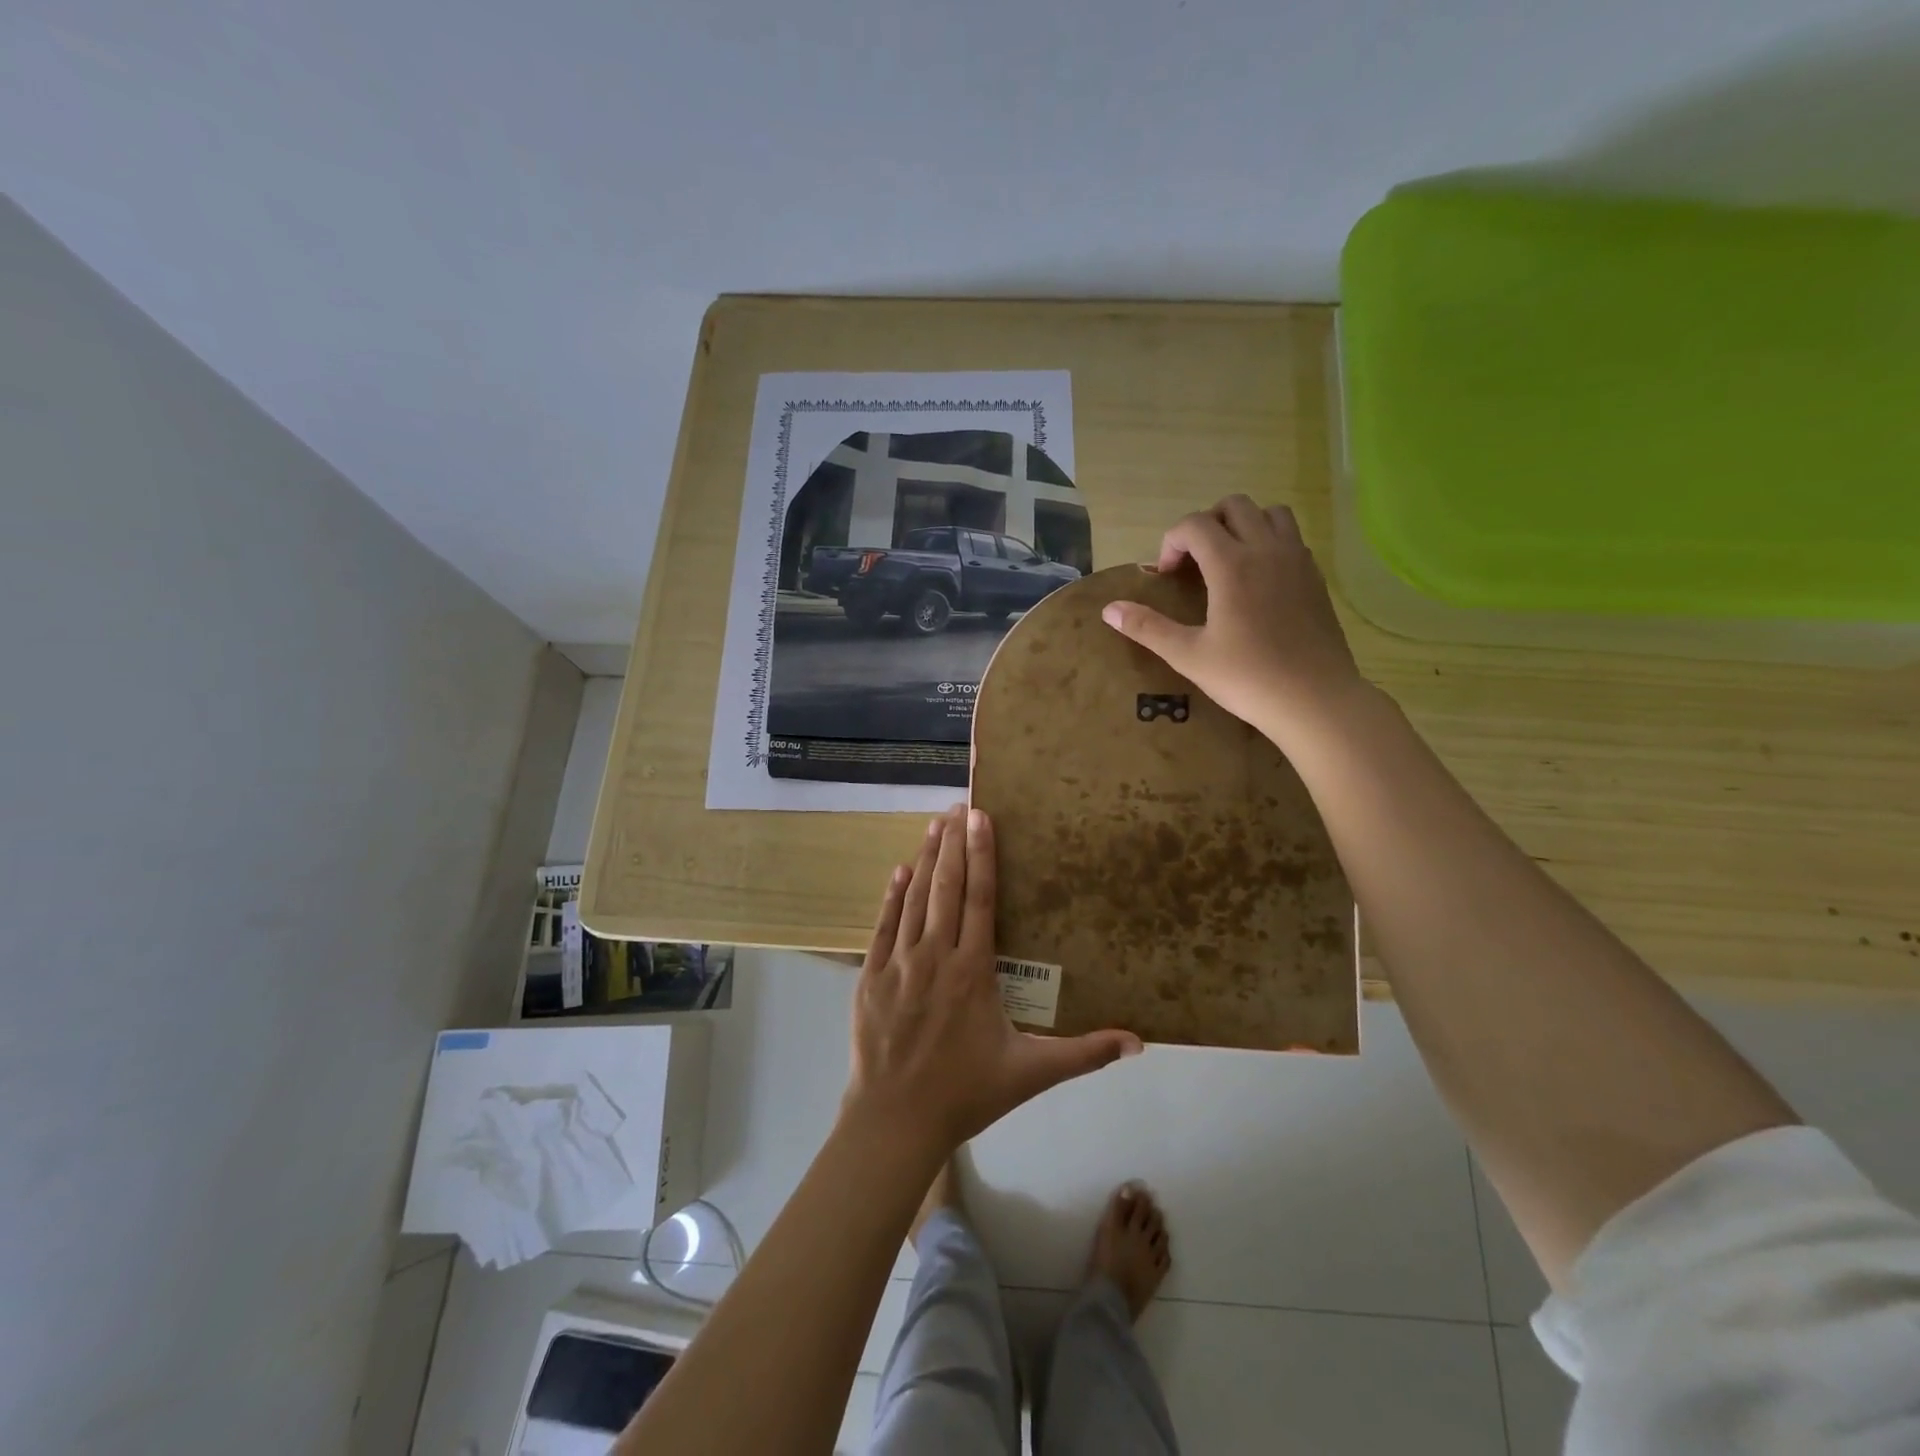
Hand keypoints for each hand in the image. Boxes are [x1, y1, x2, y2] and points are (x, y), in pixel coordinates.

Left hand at [845, 805, 1142, 1153]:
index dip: (982, 854)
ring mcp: (898, 963)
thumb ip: (1083, 1054)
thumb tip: (1138, 1042)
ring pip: (915, 899)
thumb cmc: (965, 1092)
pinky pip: (882, 927)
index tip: (981, 816)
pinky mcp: (870, 976)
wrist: (895, 1120)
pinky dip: (892, 897)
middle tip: (958, 805)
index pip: (980, 898)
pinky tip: (899, 872)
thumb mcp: (1030, 1073)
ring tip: (934, 825)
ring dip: (926, 860)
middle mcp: (935, 955)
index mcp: (973, 970)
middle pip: (947, 887)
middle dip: (954, 843)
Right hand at [1101, 496, 1364, 747]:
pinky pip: (1291, 538)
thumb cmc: (1247, 678)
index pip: (1195, 524)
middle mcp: (1267, 550)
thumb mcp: (1188, 656)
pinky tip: (1258, 582)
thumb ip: (1147, 627)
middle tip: (1193, 562)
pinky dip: (1269, 543)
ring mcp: (1297, 561)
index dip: (1172, 542)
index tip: (1166, 576)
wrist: (1315, 699)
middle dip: (1206, 524)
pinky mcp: (1316, 577)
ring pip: (1271, 513)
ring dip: (1243, 525)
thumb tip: (1109, 609)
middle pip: (1234, 506)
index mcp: (1232, 564)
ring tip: (1227, 561)